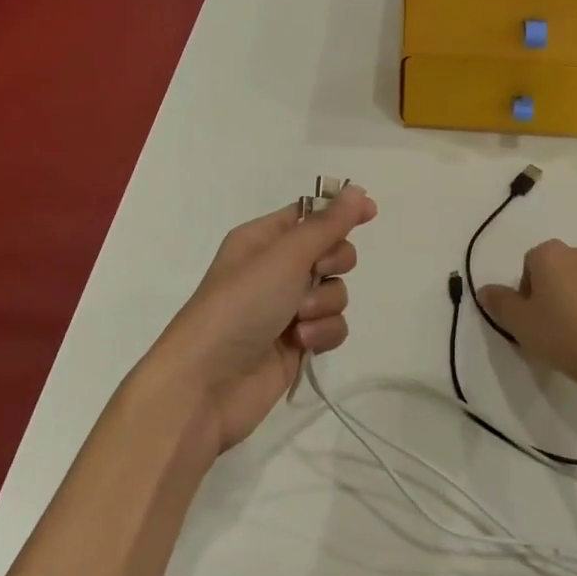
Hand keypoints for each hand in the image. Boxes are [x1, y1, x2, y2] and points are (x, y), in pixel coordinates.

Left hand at [146, 185, 376, 454]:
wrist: (206, 384)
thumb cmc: (240, 306)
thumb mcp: (284, 256)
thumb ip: (327, 224)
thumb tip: (358, 191)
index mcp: (263, 239)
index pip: (310, 214)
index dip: (339, 213)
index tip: (370, 213)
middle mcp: (275, 269)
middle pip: (331, 252)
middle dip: (332, 264)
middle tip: (314, 274)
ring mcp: (286, 308)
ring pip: (334, 291)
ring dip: (323, 304)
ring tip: (297, 320)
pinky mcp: (297, 343)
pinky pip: (332, 326)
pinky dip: (322, 333)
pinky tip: (301, 343)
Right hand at [476, 240, 576, 409]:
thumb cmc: (563, 336)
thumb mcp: (518, 323)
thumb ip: (498, 302)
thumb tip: (486, 289)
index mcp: (552, 254)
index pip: (531, 264)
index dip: (527, 291)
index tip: (531, 318)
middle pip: (564, 269)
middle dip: (559, 291)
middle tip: (556, 326)